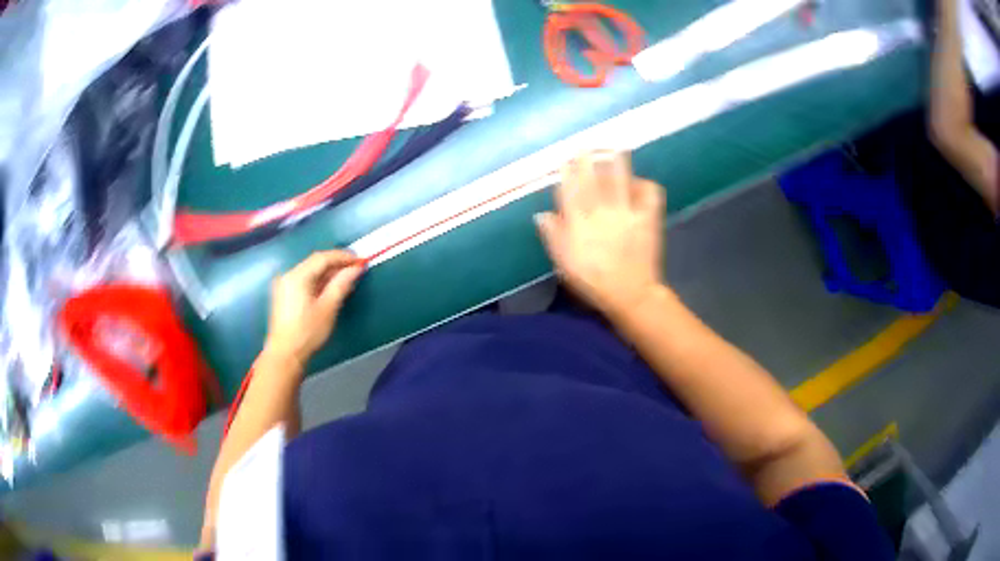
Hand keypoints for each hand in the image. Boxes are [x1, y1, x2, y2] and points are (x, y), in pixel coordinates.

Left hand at [265, 250, 363, 364]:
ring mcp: (284, 284)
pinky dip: (318, 281)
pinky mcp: (283, 294)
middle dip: (336, 264)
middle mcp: (288, 275)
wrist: (285, 354)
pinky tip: (330, 289)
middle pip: (315, 263)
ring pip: (310, 271)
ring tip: (346, 280)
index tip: (360, 260)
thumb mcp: (328, 308)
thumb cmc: (307, 332)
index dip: (342, 257)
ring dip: (328, 273)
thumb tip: (356, 268)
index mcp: (297, 276)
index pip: (322, 258)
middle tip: (355, 269)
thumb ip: (342, 284)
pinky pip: (304, 280)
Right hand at [535, 151, 664, 319]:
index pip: (570, 191)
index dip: (567, 173)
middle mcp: (601, 212)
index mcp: (579, 222)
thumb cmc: (593, 281)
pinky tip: (640, 182)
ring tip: (615, 148)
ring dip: (616, 162)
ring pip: (620, 180)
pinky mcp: (647, 218)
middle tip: (586, 146)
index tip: (566, 160)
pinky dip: (646, 185)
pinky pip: (649, 194)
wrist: (630, 293)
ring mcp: (626, 212)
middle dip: (588, 160)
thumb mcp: (564, 263)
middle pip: (593, 179)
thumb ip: (553, 236)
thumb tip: (542, 214)